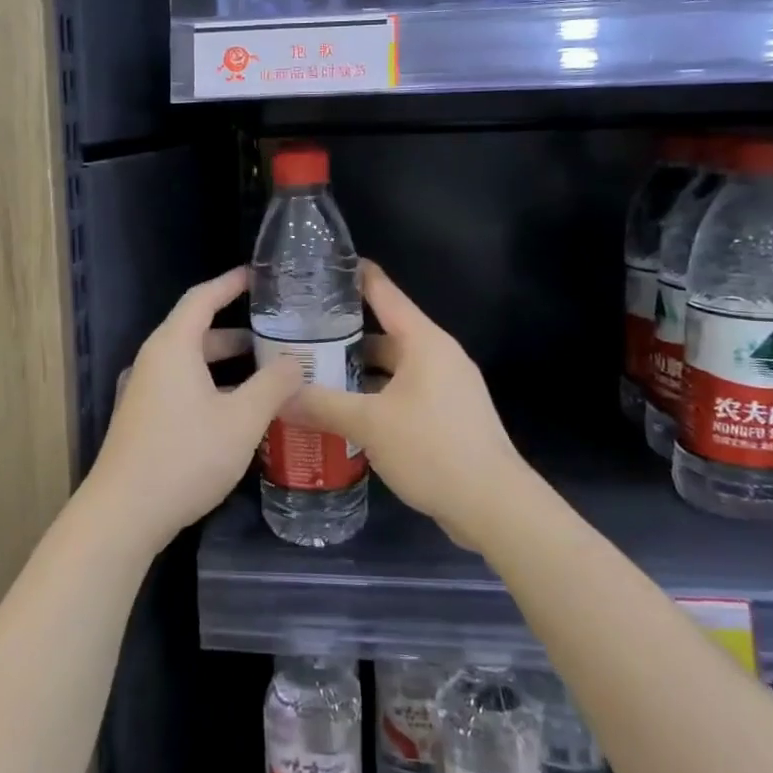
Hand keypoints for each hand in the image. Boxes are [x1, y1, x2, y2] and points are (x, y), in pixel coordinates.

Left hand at [84, 266, 302, 553]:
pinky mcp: (143, 418)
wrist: (123, 513)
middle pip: (198, 332)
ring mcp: (144, 391)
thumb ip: (273, 386)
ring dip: (227, 365)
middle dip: (239, 332)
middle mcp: (154, 360)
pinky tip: (238, 411)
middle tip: (279, 336)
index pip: (203, 298)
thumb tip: (294, 362)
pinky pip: (182, 386)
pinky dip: (212, 386)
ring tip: (268, 375)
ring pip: (191, 363)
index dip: (231, 283)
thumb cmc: (185, 456)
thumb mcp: (242, 420)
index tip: (259, 275)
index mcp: (173, 347)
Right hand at [288, 261, 525, 550]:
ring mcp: (446, 387)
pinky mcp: (447, 416)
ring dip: (357, 372)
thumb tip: (278, 395)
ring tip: (313, 375)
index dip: (355, 276)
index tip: (322, 266)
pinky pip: (402, 394)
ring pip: (392, 368)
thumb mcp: (369, 424)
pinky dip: (374, 397)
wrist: (494, 506)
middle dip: (343, 336)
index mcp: (424, 342)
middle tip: (299, 336)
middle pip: (384, 334)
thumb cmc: (433, 449)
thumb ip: (322, 405)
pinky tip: (344, 413)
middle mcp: (437, 356)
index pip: (384, 293)